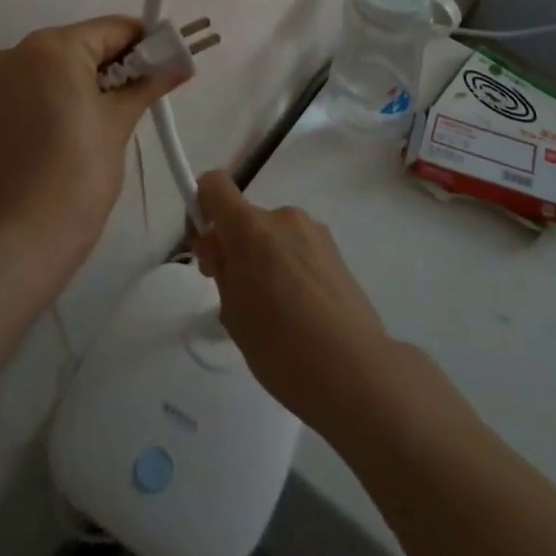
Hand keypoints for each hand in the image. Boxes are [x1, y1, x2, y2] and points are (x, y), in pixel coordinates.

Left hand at [0, 17, 185, 276]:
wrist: (18, 242)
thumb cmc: (77, 174)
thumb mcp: (119, 122)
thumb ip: (149, 82)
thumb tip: (182, 61)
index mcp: (52, 46)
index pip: (113, 29)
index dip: (147, 43)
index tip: (170, 64)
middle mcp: (18, 52)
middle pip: (83, 44)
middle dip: (118, 64)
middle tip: (147, 93)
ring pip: (58, 66)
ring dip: (89, 80)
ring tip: (115, 115)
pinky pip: (36, 87)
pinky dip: (61, 96)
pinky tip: (79, 127)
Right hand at [191, 171, 397, 433]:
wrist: (354, 371)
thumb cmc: (280, 346)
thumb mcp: (233, 312)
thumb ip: (223, 270)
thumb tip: (222, 249)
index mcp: (251, 228)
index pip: (214, 185)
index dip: (201, 206)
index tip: (206, 249)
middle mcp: (283, 217)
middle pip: (246, 219)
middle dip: (235, 247)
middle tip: (237, 297)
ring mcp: (314, 231)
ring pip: (273, 236)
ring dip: (264, 259)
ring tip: (274, 312)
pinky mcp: (336, 251)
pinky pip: (298, 249)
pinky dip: (289, 269)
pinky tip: (300, 312)